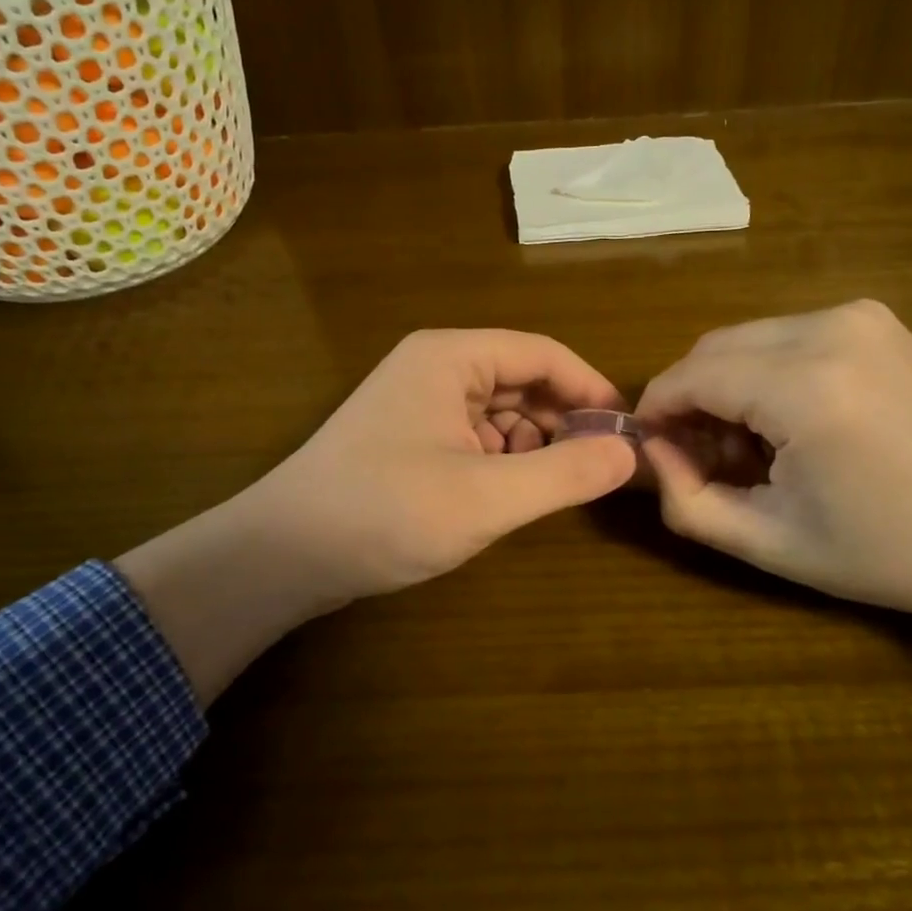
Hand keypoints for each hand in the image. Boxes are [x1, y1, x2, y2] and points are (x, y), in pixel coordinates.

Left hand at [118, 330, 637, 701]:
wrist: (282, 556)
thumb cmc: (386, 512)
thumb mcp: (487, 497)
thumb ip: (564, 473)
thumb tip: (630, 453)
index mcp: (451, 357)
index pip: (543, 354)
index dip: (590, 389)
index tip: (627, 431)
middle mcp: (434, 368)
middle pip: (521, 380)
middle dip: (561, 421)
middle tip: (595, 469)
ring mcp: (417, 404)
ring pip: (499, 412)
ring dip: (531, 445)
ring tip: (550, 489)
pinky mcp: (408, 439)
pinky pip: (473, 437)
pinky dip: (500, 461)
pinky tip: (506, 496)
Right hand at [637, 301, 911, 677]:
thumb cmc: (897, 552)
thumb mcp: (774, 544)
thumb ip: (689, 502)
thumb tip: (653, 455)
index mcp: (803, 386)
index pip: (687, 377)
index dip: (655, 413)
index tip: (652, 452)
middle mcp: (826, 329)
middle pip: (712, 348)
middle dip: (690, 398)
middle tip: (702, 458)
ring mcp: (857, 315)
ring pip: (747, 338)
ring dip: (727, 385)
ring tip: (753, 447)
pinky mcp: (875, 319)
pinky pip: (787, 335)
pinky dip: (766, 371)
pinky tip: (793, 422)